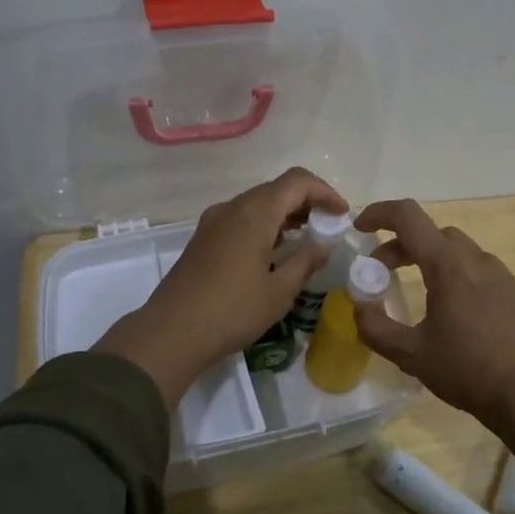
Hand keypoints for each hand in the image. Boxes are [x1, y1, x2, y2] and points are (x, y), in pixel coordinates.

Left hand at [96, 167, 347, 403]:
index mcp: (255, 212)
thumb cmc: (232, 311)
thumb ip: (306, 260)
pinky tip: (275, 250)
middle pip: (277, 188)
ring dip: (285, 213)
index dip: (325, 192)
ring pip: (257, 202)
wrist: (172, 332)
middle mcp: (233, 207)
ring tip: (307, 238)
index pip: (298, 181)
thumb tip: (325, 242)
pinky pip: (241, 217)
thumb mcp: (280, 291)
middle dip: (307, 201)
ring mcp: (214, 221)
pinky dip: (265, 223)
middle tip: (328, 227)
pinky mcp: (203, 237)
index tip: (342, 215)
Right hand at [353, 199, 514, 423]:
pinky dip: (449, 269)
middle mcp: (474, 258)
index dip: (379, 214)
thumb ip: (376, 328)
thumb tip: (359, 308)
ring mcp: (497, 272)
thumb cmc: (467, 370)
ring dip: (425, 255)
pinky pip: (473, 264)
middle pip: (429, 231)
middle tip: (379, 271)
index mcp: (448, 265)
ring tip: (411, 285)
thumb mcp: (411, 355)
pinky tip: (446, 304)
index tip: (359, 228)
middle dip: (399, 243)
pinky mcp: (510, 289)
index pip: (408, 217)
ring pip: (453, 246)